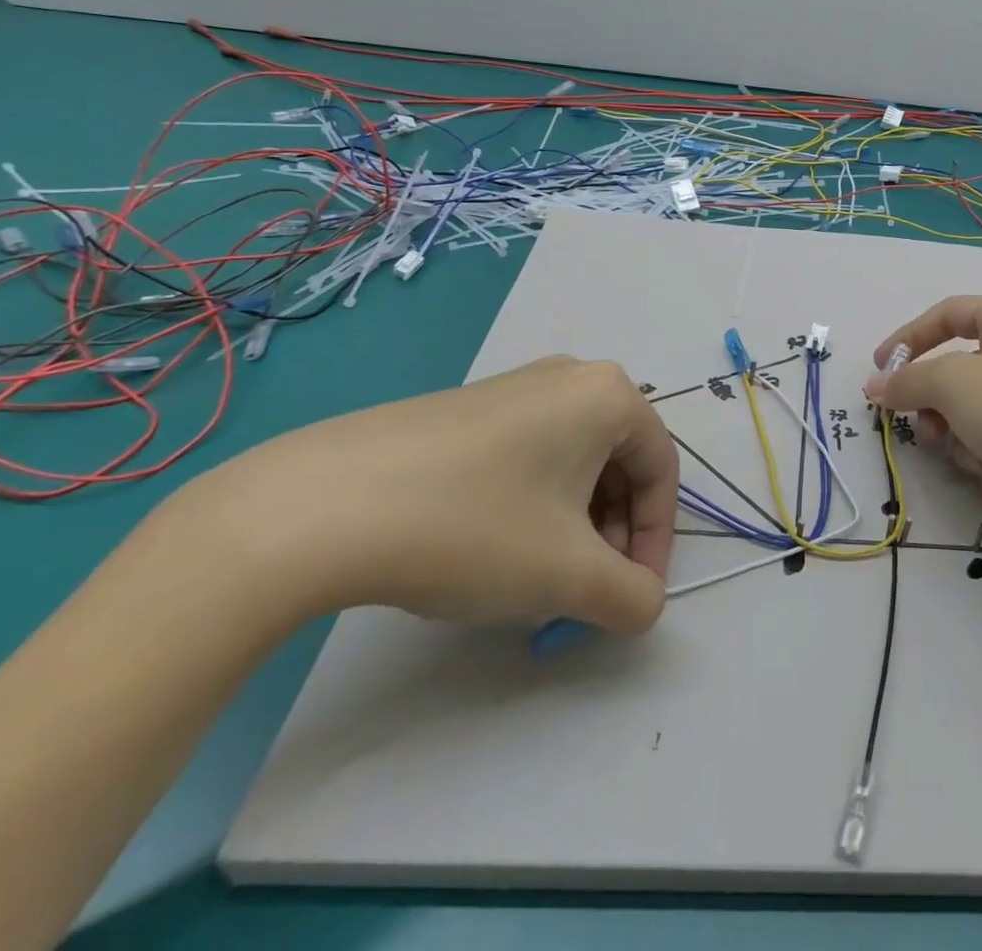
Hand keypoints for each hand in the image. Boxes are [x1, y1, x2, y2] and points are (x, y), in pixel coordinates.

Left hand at [188, 355, 678, 632]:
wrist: (320, 506)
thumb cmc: (473, 527)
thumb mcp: (568, 575)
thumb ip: (630, 597)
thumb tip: (644, 604)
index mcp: (609, 395)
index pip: (662, 471)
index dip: (657, 540)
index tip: (632, 596)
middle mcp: (569, 377)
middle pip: (619, 464)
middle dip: (612, 535)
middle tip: (584, 590)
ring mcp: (514, 387)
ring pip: (573, 462)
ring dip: (574, 525)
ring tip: (536, 576)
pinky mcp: (467, 407)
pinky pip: (528, 454)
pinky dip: (533, 504)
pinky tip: (490, 546)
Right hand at [864, 296, 981, 535]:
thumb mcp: (952, 384)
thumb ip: (907, 380)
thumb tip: (876, 386)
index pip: (948, 314)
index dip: (908, 338)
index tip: (880, 371)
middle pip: (959, 368)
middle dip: (936, 403)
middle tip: (925, 429)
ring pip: (975, 409)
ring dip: (960, 435)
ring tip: (971, 456)